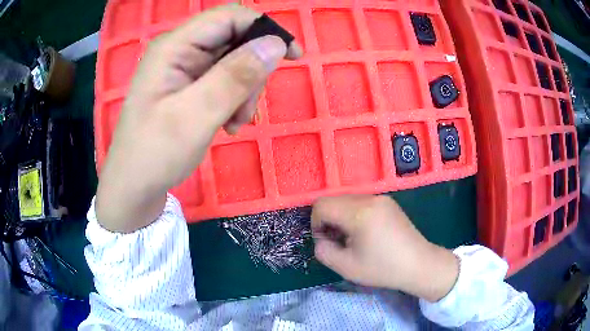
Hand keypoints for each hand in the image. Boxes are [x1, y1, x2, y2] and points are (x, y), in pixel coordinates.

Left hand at [96, 5, 302, 232]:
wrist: (133, 187)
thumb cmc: (154, 154)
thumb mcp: (195, 116)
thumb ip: (234, 77)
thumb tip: (275, 44)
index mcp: (174, 46)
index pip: (229, 17)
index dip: (264, 28)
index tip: (293, 56)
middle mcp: (180, 50)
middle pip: (233, 39)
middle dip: (251, 70)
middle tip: (246, 109)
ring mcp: (183, 69)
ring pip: (233, 62)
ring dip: (244, 89)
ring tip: (235, 123)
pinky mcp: (188, 87)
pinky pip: (224, 81)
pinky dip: (234, 99)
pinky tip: (228, 123)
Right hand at [312, 195, 458, 301]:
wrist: (419, 264)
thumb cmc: (383, 268)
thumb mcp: (346, 267)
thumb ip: (323, 251)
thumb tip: (321, 239)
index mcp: (359, 212)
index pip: (322, 205)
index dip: (316, 224)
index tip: (327, 242)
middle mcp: (370, 198)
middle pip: (334, 200)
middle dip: (328, 221)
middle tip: (339, 242)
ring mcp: (381, 198)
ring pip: (347, 201)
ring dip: (341, 218)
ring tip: (352, 239)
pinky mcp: (388, 202)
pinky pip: (361, 203)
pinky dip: (354, 215)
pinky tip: (365, 233)